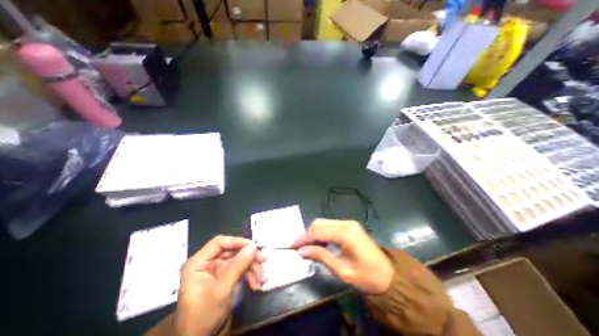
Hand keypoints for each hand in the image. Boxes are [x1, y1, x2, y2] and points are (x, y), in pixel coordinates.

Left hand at [175, 236, 265, 335]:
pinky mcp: (224, 276)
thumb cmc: (203, 315)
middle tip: (263, 260)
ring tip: (262, 278)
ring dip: (251, 268)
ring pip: (238, 260)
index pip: (219, 243)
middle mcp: (207, 263)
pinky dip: (249, 275)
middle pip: (232, 251)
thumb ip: (237, 266)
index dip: (237, 242)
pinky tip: (256, 284)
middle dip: (249, 257)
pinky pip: (239, 270)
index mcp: (198, 263)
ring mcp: (216, 270)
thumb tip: (253, 246)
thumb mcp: (221, 290)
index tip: (253, 246)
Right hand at [292, 218, 393, 292]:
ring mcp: (349, 223)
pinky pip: (330, 225)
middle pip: (320, 223)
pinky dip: (322, 232)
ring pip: (324, 222)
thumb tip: (302, 251)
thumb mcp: (342, 270)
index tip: (293, 246)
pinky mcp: (350, 225)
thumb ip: (321, 256)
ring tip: (308, 247)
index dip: (304, 238)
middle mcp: (346, 223)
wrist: (389, 276)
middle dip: (308, 234)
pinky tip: (320, 242)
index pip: (318, 231)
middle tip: (300, 247)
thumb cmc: (367, 277)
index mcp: (345, 233)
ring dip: (314, 233)